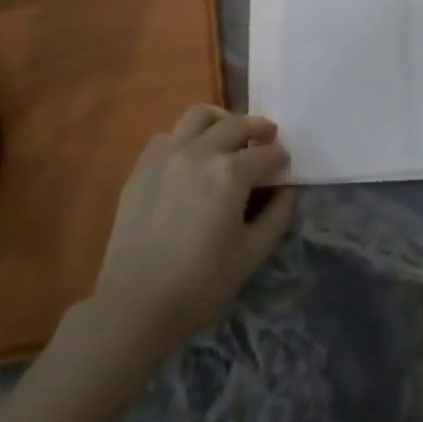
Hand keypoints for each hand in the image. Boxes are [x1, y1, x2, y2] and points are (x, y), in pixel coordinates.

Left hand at [91, 106, 296, 349]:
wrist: (134, 305)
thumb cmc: (201, 283)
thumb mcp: (252, 254)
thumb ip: (277, 216)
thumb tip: (287, 190)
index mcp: (230, 173)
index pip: (266, 154)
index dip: (280, 158)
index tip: (284, 166)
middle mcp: (200, 152)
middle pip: (237, 125)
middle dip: (258, 128)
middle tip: (267, 139)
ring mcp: (166, 155)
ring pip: (198, 116)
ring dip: (221, 121)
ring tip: (228, 135)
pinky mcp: (141, 168)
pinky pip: (168, 136)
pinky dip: (186, 137)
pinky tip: (191, 157)